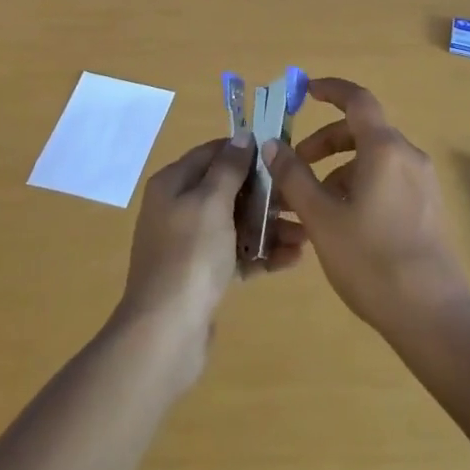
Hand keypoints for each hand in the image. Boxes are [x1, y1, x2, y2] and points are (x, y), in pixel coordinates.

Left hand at [114, 138, 305, 385]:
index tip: (283, 156)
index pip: (214, 152)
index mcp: (173, 183)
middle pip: (229, 189)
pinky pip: (236, 254)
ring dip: (269, 226)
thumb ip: (228, 167)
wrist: (165, 334)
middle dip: (266, 194)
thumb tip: (242, 136)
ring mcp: (190, 243)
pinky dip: (261, 253)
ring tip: (305, 235)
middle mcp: (179, 208)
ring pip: (236, 223)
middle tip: (301, 199)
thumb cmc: (190, 256)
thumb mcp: (211, 202)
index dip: (247, 151)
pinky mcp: (202, 274)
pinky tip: (292, 259)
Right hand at [266, 78, 469, 344]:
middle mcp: (408, 156)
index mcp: (385, 148)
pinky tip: (341, 223)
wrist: (433, 316)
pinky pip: (387, 179)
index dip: (330, 89)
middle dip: (324, 142)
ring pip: (373, 158)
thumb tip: (272, 144)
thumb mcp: (322, 218)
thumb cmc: (371, 260)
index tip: (304, 91)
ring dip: (339, 169)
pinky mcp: (427, 208)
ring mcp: (422, 183)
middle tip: (294, 166)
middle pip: (362, 131)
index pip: (357, 99)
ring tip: (311, 205)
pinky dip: (359, 185)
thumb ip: (294, 177)